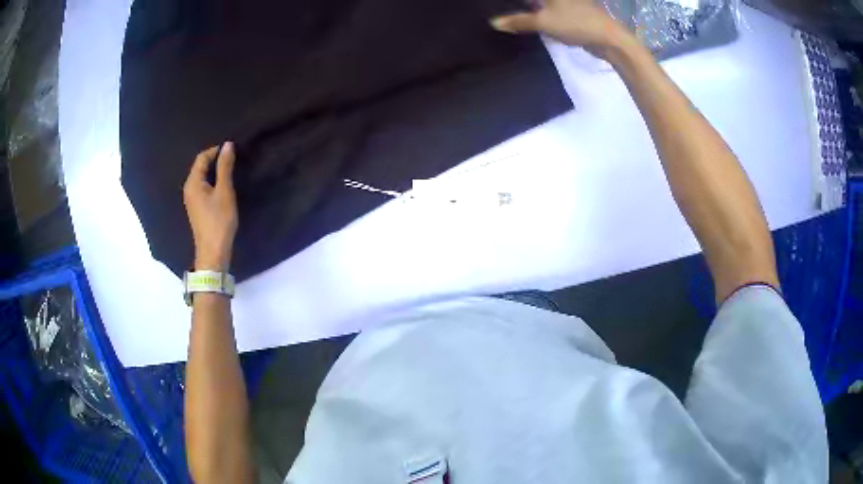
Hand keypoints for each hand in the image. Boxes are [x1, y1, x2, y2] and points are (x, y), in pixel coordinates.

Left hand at [183, 142, 237, 270]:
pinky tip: (222, 186)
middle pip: (200, 166)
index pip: (202, 157)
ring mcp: (191, 199)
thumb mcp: (224, 191)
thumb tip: (227, 145)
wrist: (213, 251)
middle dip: (215, 160)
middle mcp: (188, 188)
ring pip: (201, 177)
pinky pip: (202, 187)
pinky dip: (212, 181)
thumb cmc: (219, 220)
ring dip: (214, 171)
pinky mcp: (196, 207)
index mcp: (193, 182)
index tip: (232, 151)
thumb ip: (225, 167)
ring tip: (229, 171)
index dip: (216, 151)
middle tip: (232, 159)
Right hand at [491, 0, 630, 57]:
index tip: (495, 6)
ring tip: (508, 17)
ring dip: (527, 9)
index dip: (512, 3)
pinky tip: (526, 22)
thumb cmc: (576, 23)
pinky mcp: (571, 12)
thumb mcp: (543, 22)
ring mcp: (566, 3)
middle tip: (499, 11)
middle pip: (535, 1)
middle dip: (519, 6)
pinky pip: (548, 10)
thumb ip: (518, 21)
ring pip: (540, 4)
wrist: (609, 39)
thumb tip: (494, 23)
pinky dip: (536, 14)